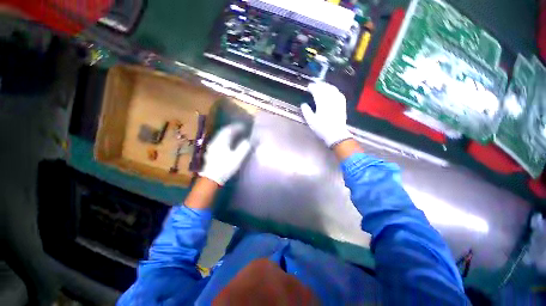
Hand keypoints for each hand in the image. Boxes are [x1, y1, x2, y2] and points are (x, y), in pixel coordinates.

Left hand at [199, 123, 250, 184]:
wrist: (212, 178)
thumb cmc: (226, 167)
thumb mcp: (237, 157)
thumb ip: (244, 147)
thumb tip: (248, 140)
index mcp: (221, 141)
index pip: (229, 129)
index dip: (237, 127)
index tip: (244, 127)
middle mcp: (215, 141)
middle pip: (224, 132)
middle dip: (232, 129)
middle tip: (240, 129)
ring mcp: (212, 146)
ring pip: (221, 136)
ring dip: (228, 134)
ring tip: (236, 135)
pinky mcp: (211, 152)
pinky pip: (219, 141)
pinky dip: (225, 139)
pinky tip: (228, 143)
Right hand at [301, 82, 352, 146]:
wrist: (336, 134)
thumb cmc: (322, 128)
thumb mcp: (311, 121)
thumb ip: (306, 111)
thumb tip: (303, 104)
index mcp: (322, 103)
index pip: (317, 91)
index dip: (312, 87)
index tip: (309, 86)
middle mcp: (331, 99)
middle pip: (325, 88)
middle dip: (319, 85)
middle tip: (314, 84)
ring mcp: (338, 101)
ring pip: (333, 89)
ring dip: (327, 86)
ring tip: (322, 85)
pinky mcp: (342, 104)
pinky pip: (339, 93)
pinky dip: (334, 90)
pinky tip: (333, 91)